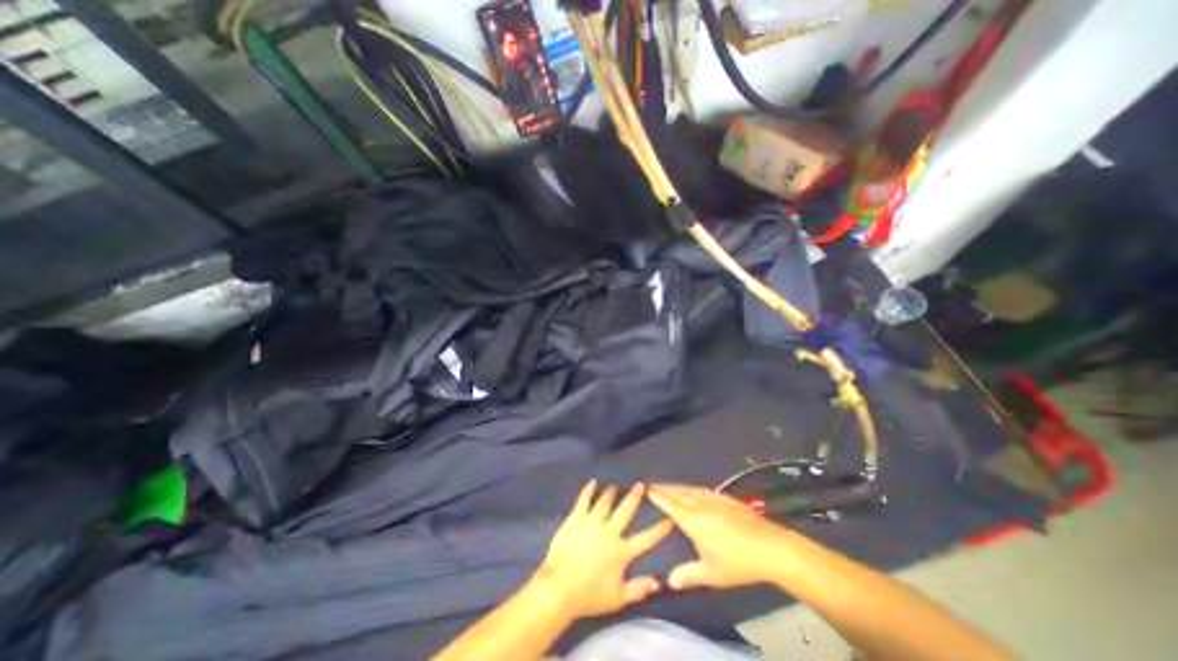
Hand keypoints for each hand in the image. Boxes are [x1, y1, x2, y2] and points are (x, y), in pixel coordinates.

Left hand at [535, 481, 672, 619]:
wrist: (560, 587)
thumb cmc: (589, 595)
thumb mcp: (618, 598)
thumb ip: (638, 589)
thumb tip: (659, 582)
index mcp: (622, 551)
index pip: (646, 538)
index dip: (659, 529)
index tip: (669, 518)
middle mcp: (610, 531)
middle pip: (625, 511)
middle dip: (634, 497)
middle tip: (640, 485)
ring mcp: (592, 522)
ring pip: (605, 502)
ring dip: (611, 492)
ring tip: (616, 485)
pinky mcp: (576, 518)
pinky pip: (584, 500)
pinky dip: (588, 490)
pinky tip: (593, 482)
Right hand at [644, 482, 790, 589]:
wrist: (770, 547)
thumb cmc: (738, 562)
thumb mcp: (712, 574)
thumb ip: (689, 575)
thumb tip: (669, 581)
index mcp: (692, 519)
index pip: (669, 504)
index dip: (657, 496)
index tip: (645, 488)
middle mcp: (700, 503)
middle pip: (677, 492)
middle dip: (664, 488)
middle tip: (651, 485)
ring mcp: (714, 498)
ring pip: (689, 488)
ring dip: (676, 486)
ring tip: (668, 486)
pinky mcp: (725, 498)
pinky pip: (702, 489)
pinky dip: (691, 488)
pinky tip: (693, 491)